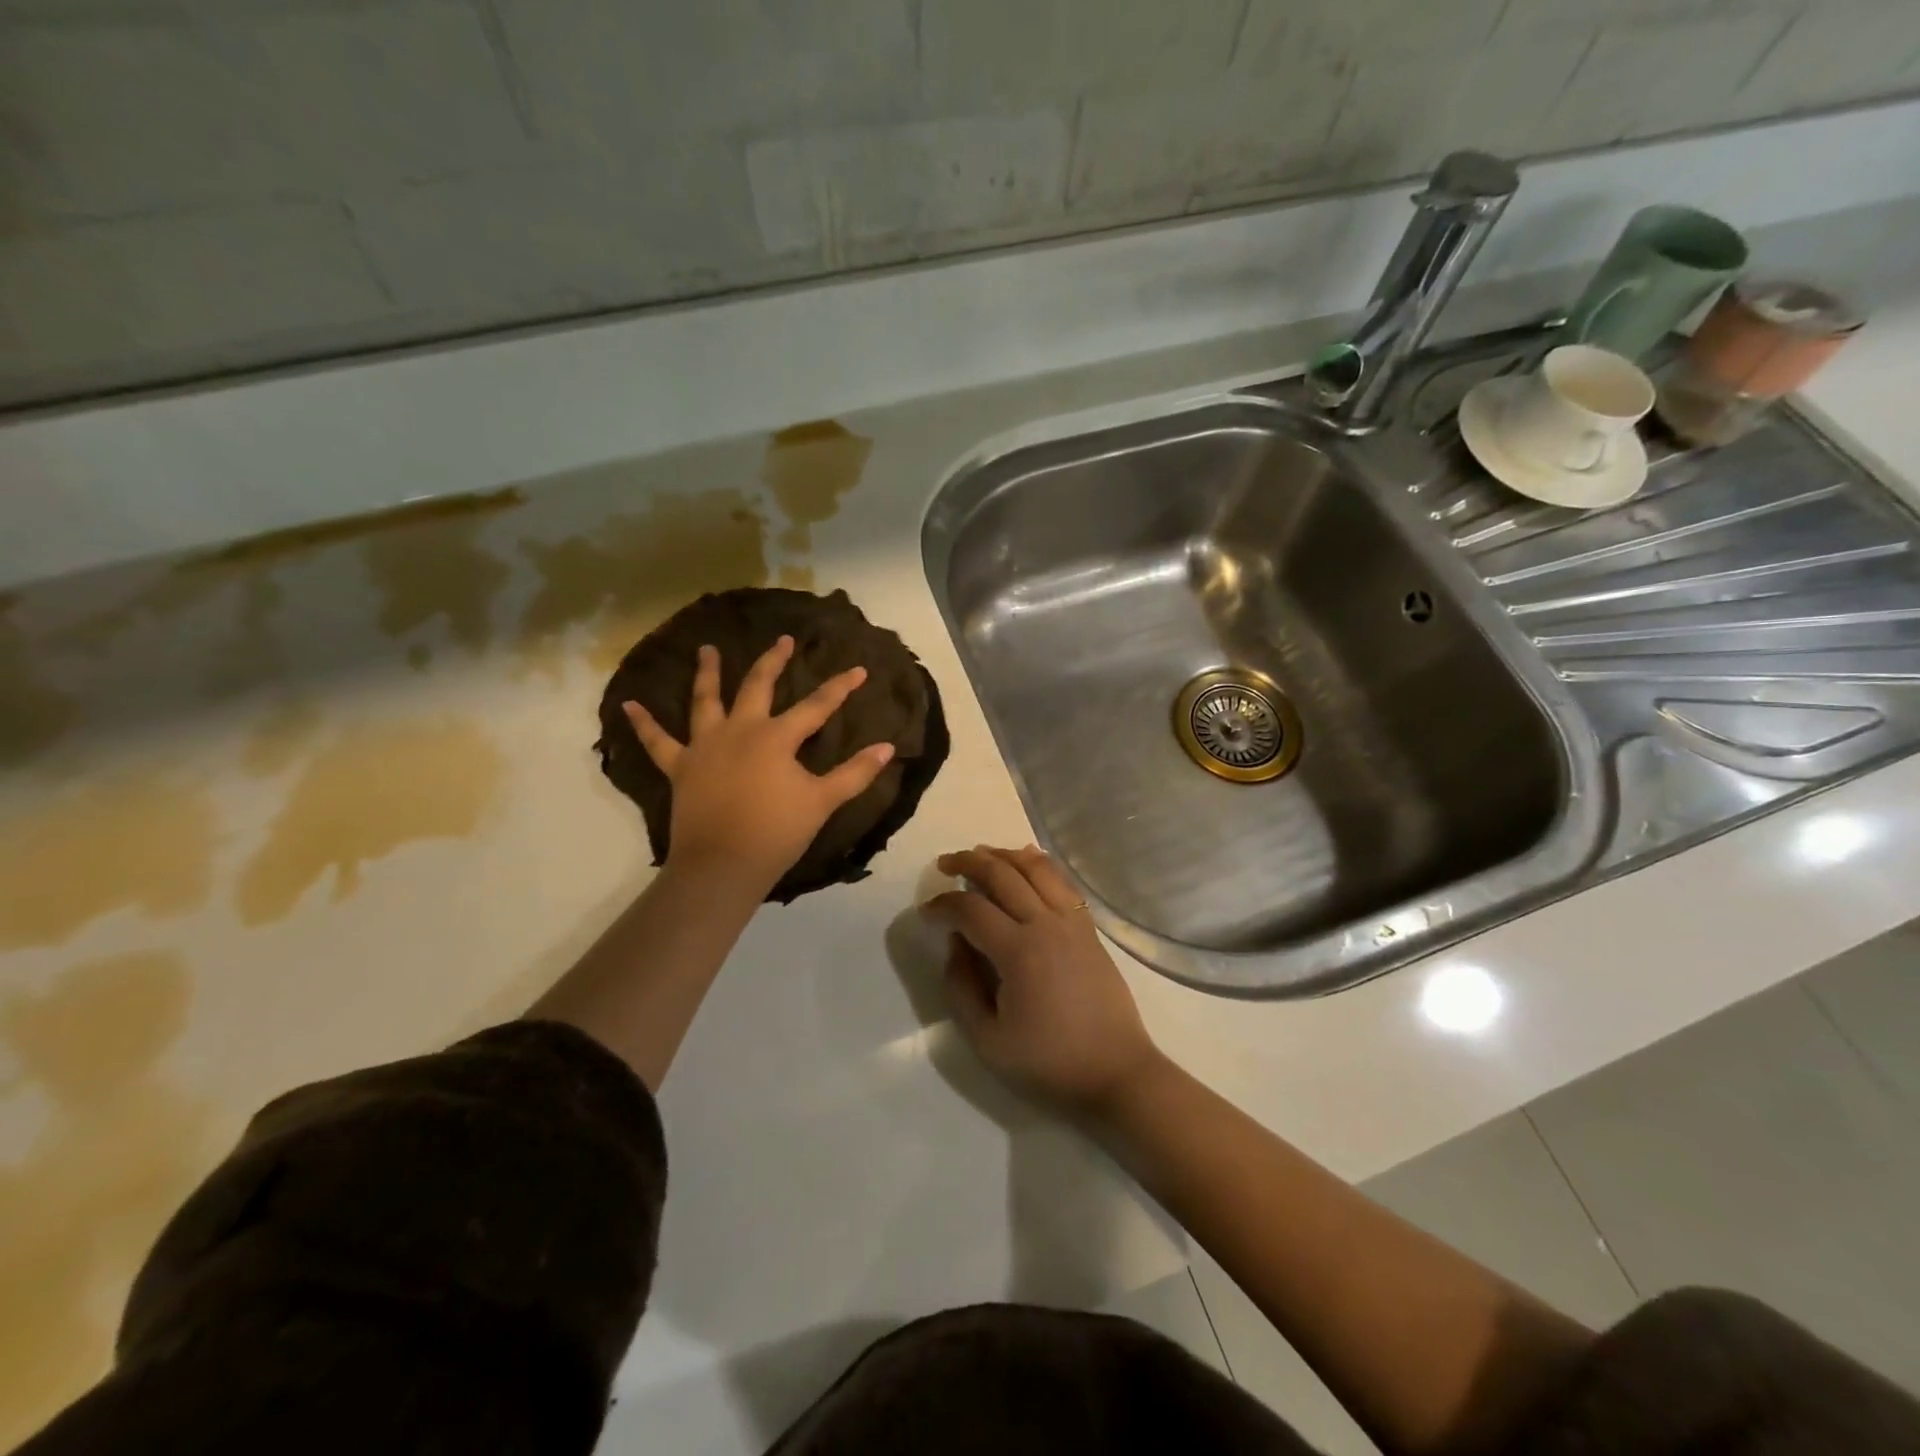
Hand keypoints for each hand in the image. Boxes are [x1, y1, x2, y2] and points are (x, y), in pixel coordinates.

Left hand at [623, 636, 894, 893]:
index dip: (840, 688)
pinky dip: (643, 724)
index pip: (816, 706)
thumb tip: (888, 747)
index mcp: (776, 737)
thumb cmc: (777, 832)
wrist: (723, 865)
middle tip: (782, 641)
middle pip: (758, 686)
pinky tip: (628, 705)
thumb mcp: (823, 802)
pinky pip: (657, 742)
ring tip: (706, 649)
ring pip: (705, 700)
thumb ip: (855, 773)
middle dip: (773, 661)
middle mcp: (740, 730)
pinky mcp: (680, 767)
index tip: (858, 669)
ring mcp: (705, 746)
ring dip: (707, 673)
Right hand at [922, 845, 1162, 1119]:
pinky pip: (1061, 881)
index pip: (970, 909)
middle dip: (968, 862)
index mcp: (1018, 951)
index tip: (926, 912)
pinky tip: (1025, 858)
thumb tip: (955, 944)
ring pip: (1035, 868)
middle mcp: (1046, 923)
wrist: (1116, 1072)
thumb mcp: (988, 1040)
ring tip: (980, 854)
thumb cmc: (1048, 1063)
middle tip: (944, 864)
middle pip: (1002, 874)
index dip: (943, 905)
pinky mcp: (1088, 927)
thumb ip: (961, 987)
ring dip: (1003, 855)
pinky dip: (1039, 863)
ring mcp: (1072, 921)